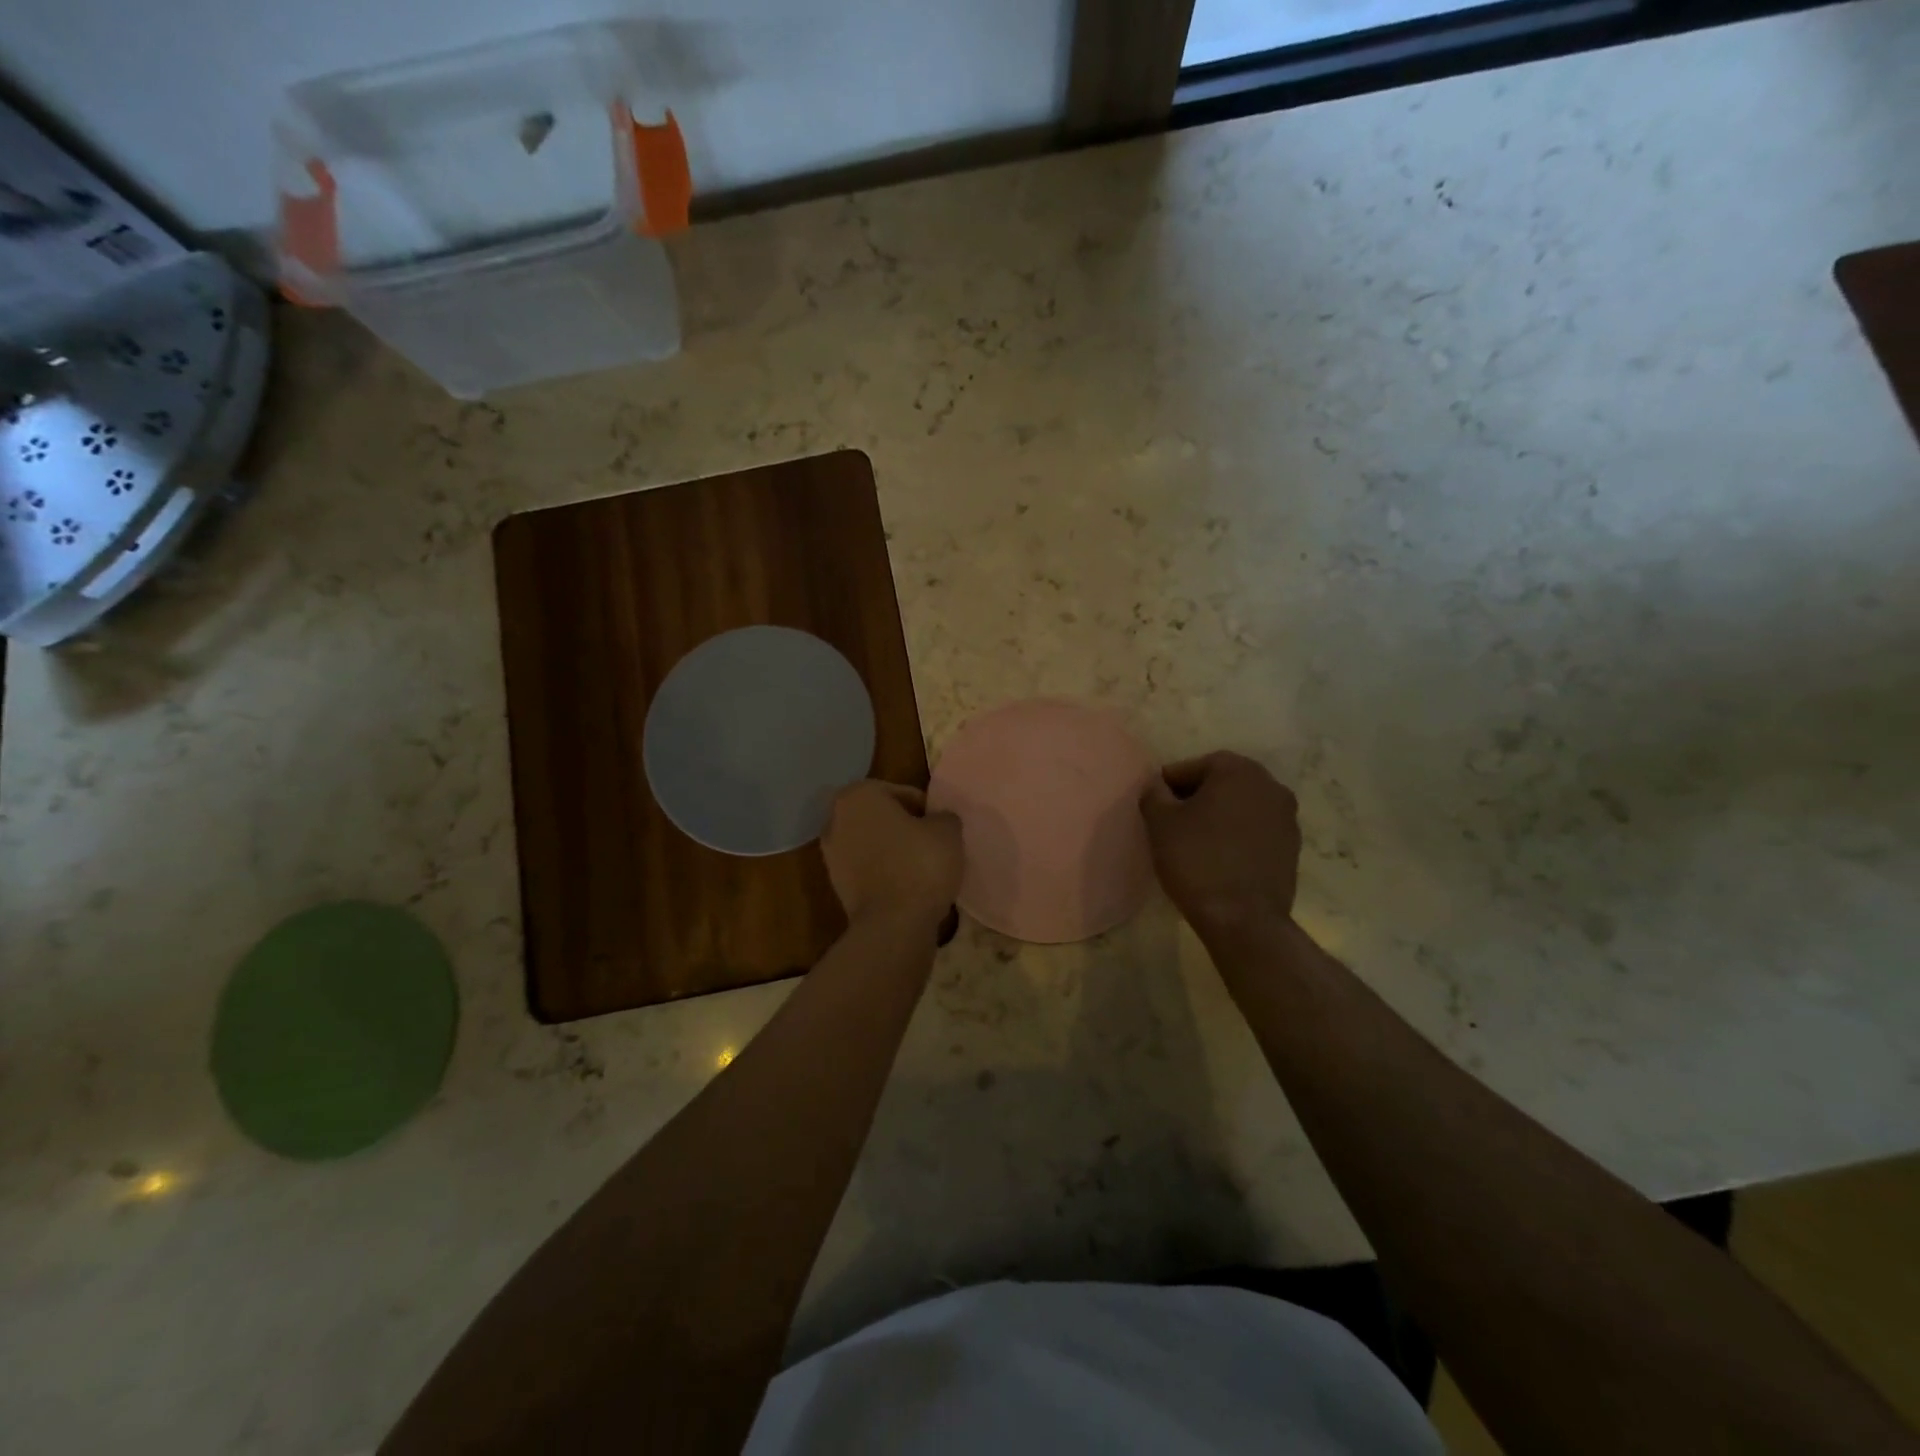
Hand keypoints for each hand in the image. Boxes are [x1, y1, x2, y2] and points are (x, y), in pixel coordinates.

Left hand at [822, 781, 962, 927]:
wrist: (893, 924)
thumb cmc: (920, 864)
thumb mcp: (947, 830)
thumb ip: (943, 816)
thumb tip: (938, 820)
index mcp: (859, 795)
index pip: (900, 793)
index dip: (925, 808)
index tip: (940, 827)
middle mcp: (836, 818)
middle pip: (881, 816)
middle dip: (904, 826)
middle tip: (932, 842)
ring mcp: (831, 853)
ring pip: (872, 842)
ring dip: (893, 849)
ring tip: (922, 865)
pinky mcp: (836, 884)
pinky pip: (867, 867)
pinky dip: (883, 871)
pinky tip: (906, 884)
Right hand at [1140, 751, 1300, 939]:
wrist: (1243, 919)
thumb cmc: (1197, 860)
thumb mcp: (1160, 822)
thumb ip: (1154, 794)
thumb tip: (1156, 786)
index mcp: (1239, 771)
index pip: (1196, 766)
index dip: (1170, 783)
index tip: (1155, 803)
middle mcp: (1270, 786)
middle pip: (1223, 783)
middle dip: (1197, 797)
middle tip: (1172, 820)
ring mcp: (1287, 818)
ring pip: (1241, 807)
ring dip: (1219, 816)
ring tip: (1194, 841)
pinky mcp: (1292, 848)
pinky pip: (1256, 831)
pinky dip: (1237, 837)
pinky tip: (1218, 858)